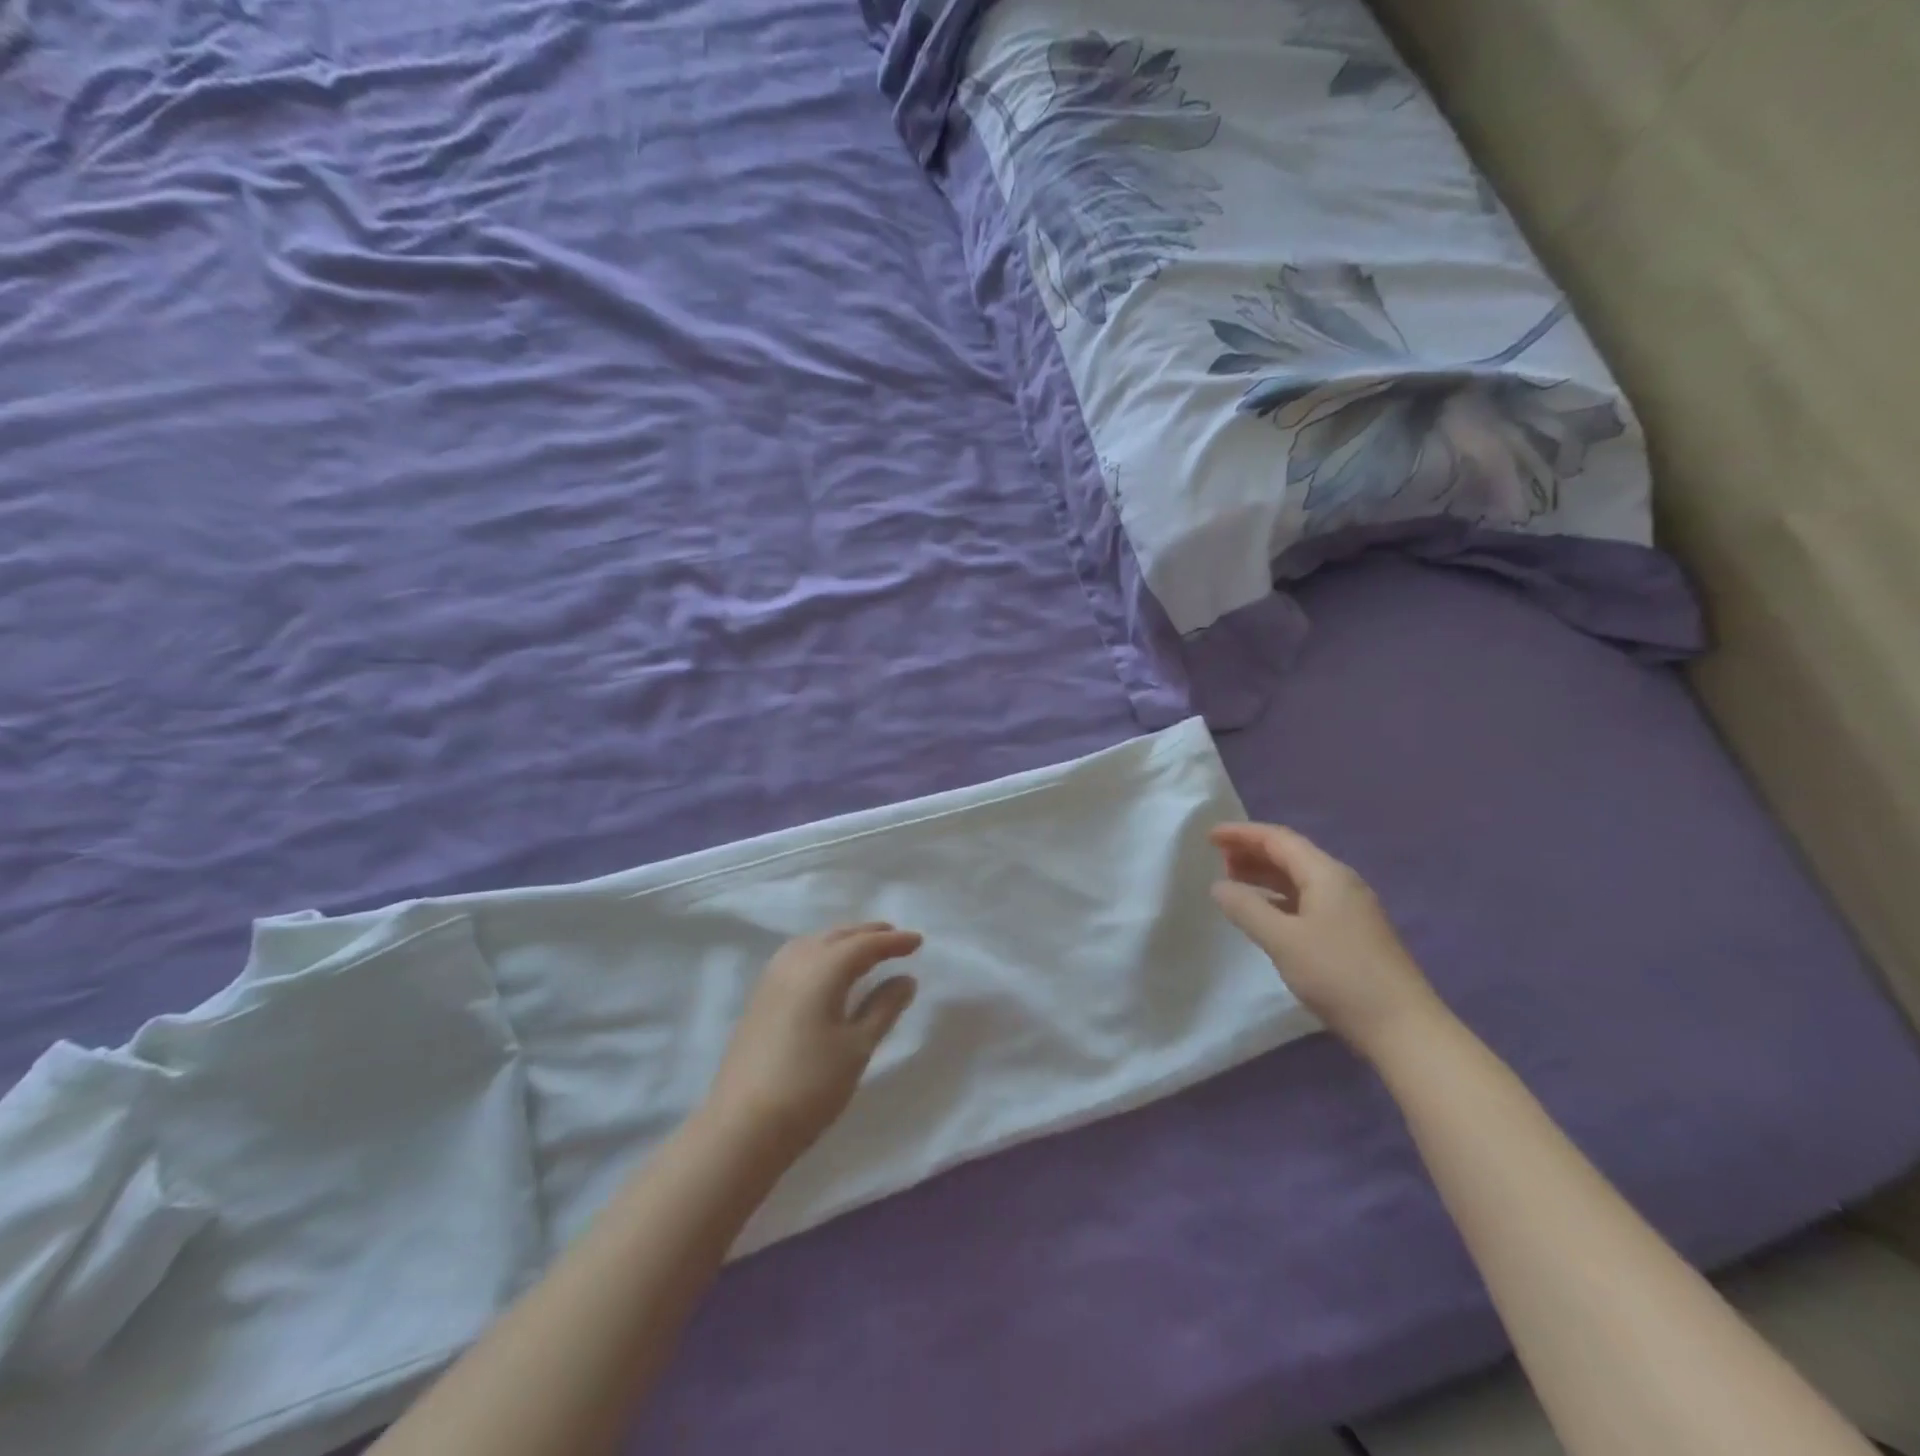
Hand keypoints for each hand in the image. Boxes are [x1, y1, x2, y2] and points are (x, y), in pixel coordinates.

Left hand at [706, 923, 921, 1159]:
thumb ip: (884, 1007)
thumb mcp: (857, 1047)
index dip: (893, 941)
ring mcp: (772, 979)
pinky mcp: (760, 997)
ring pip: (814, 943)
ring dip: (842, 940)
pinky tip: (828, 969)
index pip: (864, 944)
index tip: (919, 941)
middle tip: (896, 937)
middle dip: (868, 934)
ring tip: (865, 948)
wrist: (743, 1126)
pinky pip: (797, 956)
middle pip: (837, 936)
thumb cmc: (810, 1085)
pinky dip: (821, 952)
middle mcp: (795, 962)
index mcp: (822, 969)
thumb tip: (905, 979)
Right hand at [1208, 822, 1446, 1059]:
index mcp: (1326, 875)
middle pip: (1291, 855)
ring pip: (1299, 878)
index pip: (1278, 839)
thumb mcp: (1283, 940)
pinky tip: (1265, 913)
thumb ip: (1247, 908)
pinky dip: (1279, 897)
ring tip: (1233, 881)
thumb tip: (1218, 886)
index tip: (1209, 836)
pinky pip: (1307, 900)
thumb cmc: (1339, 976)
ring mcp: (1350, 909)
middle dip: (1252, 852)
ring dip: (1265, 875)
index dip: (1242, 834)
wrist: (1404, 1028)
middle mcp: (1341, 883)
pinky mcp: (1352, 933)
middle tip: (1216, 859)